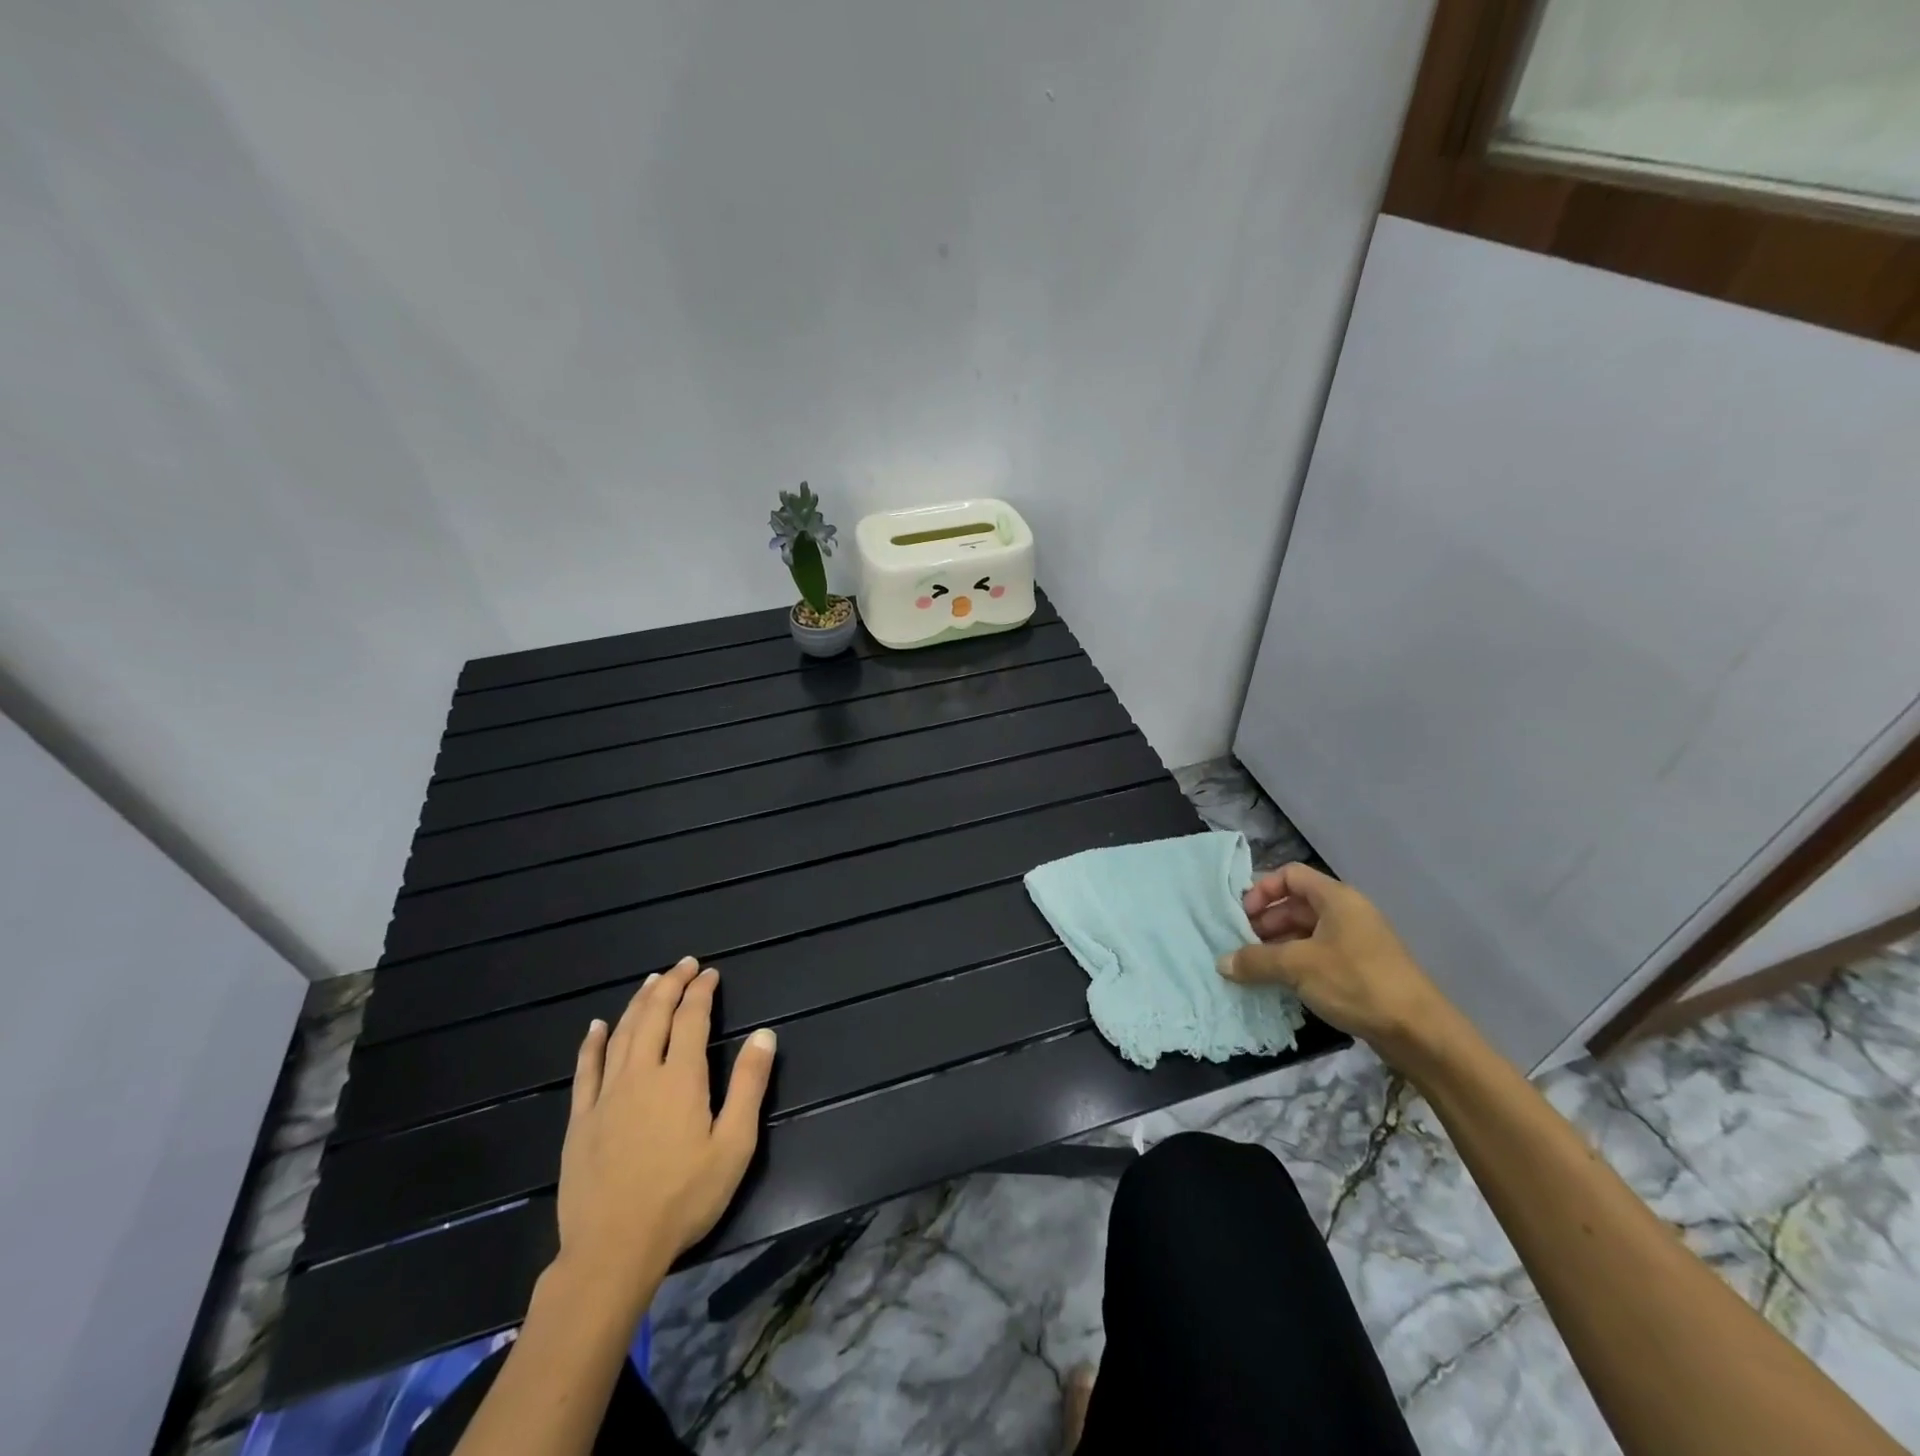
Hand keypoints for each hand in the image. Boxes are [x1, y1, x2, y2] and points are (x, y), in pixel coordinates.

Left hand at [554, 957, 776, 1312]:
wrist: (612, 1251)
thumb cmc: (683, 1198)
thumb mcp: (733, 1145)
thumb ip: (748, 1085)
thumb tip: (764, 1034)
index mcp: (680, 1078)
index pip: (691, 1019)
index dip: (701, 991)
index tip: (710, 973)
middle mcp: (641, 1074)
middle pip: (654, 1016)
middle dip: (671, 985)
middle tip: (684, 965)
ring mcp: (605, 1096)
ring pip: (621, 1034)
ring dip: (638, 1003)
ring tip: (651, 981)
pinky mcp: (580, 1120)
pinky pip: (585, 1070)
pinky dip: (592, 1043)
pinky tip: (596, 1026)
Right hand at [1220, 863, 1453, 1066]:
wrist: (1418, 1032)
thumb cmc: (1356, 982)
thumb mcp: (1297, 967)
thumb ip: (1255, 960)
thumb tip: (1221, 963)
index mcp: (1336, 898)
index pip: (1290, 875)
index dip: (1262, 890)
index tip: (1243, 916)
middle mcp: (1346, 912)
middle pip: (1295, 904)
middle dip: (1265, 921)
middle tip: (1242, 945)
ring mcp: (1355, 941)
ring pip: (1305, 932)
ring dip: (1277, 945)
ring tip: (1256, 967)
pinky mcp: (1360, 968)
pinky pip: (1318, 954)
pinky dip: (1296, 963)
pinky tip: (1280, 984)